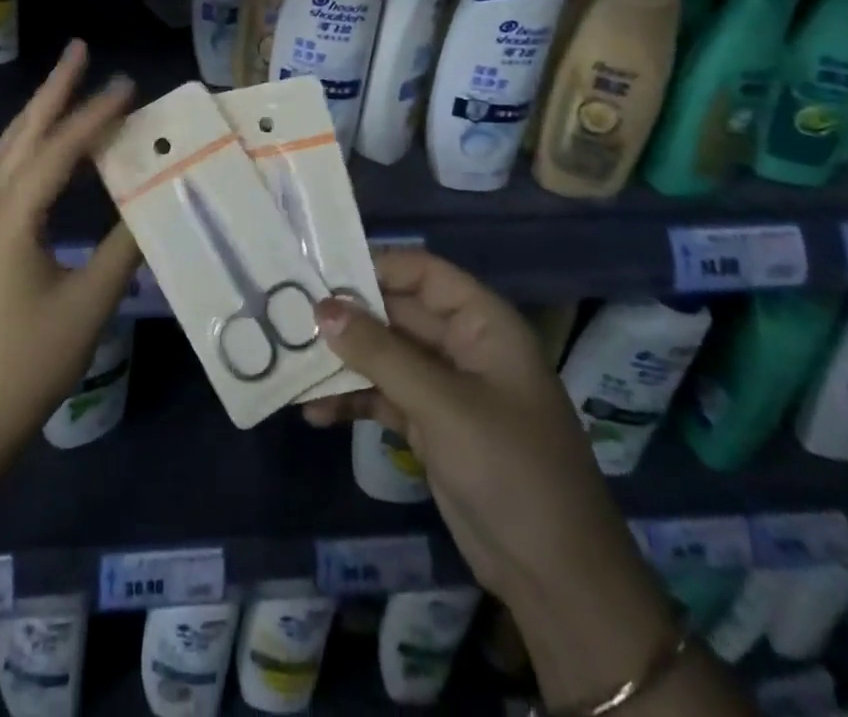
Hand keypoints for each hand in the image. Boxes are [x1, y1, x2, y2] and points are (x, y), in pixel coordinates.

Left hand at [0, 42, 138, 528]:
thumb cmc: (27, 360)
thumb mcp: (87, 304)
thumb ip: (122, 249)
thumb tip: (155, 205)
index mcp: (13, 214)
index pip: (61, 148)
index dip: (96, 114)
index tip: (129, 84)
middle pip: (24, 132)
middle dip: (53, 89)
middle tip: (79, 50)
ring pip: (13, 150)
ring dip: (41, 114)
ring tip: (70, 86)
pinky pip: (13, 174)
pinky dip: (37, 147)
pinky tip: (58, 152)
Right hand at [302, 249, 646, 600]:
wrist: (558, 580)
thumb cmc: (510, 470)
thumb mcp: (442, 405)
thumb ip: (379, 353)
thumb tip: (322, 308)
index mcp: (483, 324)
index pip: (422, 273)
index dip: (374, 267)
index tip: (320, 273)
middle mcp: (464, 346)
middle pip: (397, 312)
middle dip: (347, 317)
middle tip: (289, 317)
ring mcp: (447, 388)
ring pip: (385, 356)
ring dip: (343, 363)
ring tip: (292, 366)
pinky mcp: (432, 426)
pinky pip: (384, 396)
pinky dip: (353, 399)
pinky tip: (314, 411)